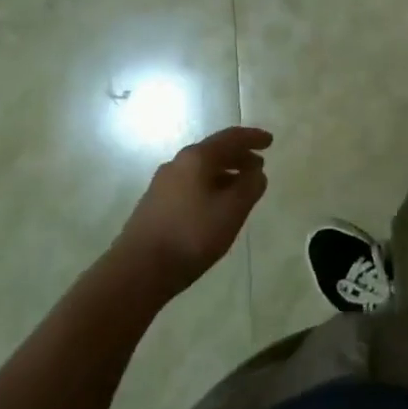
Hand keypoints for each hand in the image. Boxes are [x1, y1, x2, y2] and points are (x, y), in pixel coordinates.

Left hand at [112, 126, 271, 297]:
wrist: (137, 270)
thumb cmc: (191, 236)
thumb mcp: (231, 211)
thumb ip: (250, 187)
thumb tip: (257, 172)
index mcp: (197, 158)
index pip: (231, 138)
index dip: (253, 138)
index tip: (270, 142)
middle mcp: (178, 163)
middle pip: (214, 151)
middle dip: (239, 156)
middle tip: (258, 167)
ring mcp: (163, 183)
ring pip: (201, 169)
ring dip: (224, 173)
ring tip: (240, 188)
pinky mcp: (155, 203)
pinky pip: (190, 184)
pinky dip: (209, 186)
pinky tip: (214, 206)